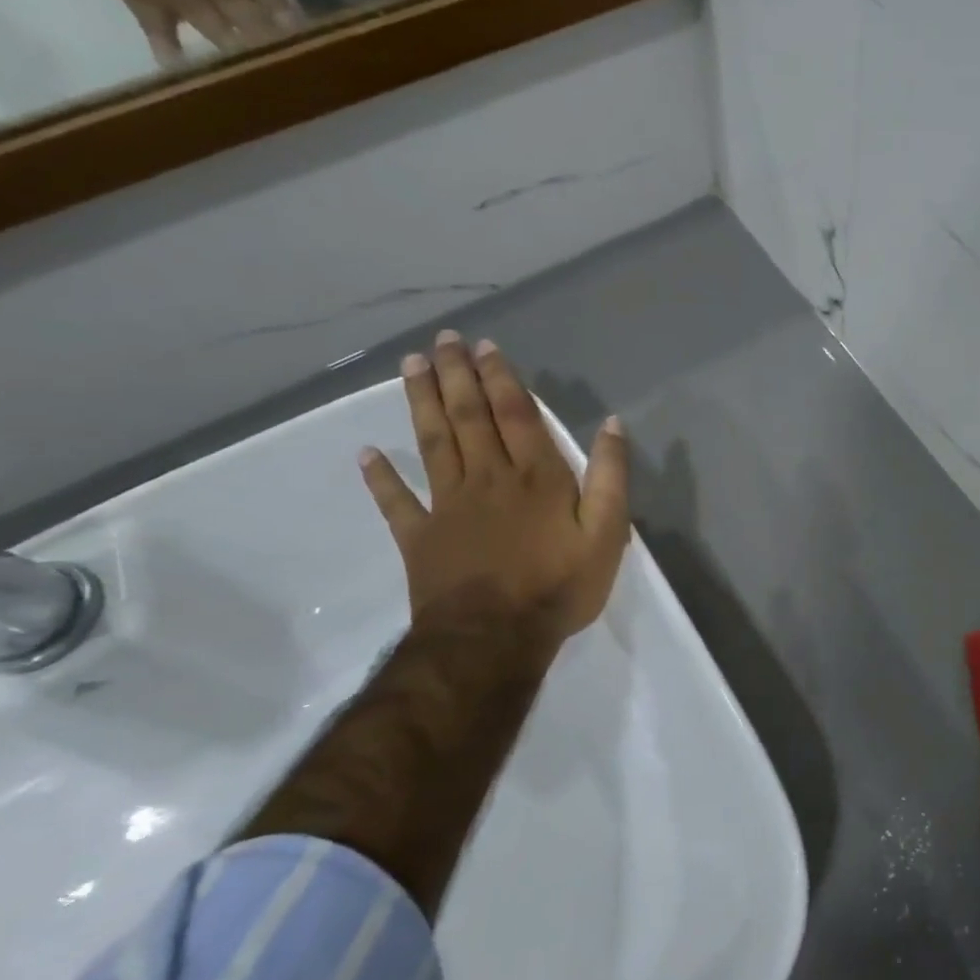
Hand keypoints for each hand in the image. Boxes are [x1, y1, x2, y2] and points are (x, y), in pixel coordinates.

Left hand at [358, 331, 631, 655]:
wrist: (495, 639)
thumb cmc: (559, 585)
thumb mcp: (607, 532)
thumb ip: (610, 475)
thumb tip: (613, 424)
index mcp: (535, 476)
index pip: (516, 414)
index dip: (502, 378)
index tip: (486, 346)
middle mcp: (488, 479)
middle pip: (468, 418)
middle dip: (457, 375)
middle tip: (442, 340)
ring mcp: (448, 506)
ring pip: (432, 443)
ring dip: (420, 403)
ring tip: (410, 367)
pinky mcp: (420, 537)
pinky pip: (396, 502)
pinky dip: (380, 478)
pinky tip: (366, 453)